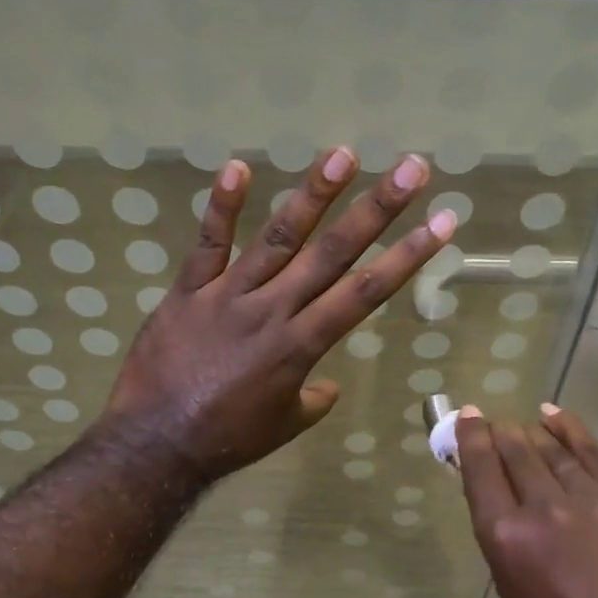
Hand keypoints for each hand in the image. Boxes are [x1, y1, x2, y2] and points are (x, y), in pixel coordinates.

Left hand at [100, 147, 454, 481]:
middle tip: (410, 168)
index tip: (441, 223)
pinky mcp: (188, 290)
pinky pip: (207, 244)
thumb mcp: (284, 426)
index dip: (406, 256)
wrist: (156, 443)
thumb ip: (312, 401)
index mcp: (302, 345)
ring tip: (342, 154)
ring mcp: (229, 295)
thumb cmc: (228, 439)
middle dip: (377, 209)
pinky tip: (238, 167)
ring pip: (278, 237)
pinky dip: (221, 207)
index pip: (365, 292)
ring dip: (313, 194)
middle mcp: (274, 310)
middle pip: (333, 253)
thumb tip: (328, 387)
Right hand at [455, 404, 597, 597]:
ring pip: (551, 447)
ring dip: (530, 431)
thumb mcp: (512, 587)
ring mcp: (588, 496)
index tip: (467, 417)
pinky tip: (553, 415)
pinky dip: (569, 428)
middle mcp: (542, 506)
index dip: (471, 438)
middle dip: (499, 432)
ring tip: (520, 423)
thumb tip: (494, 494)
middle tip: (491, 423)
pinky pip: (589, 451)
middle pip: (515, 451)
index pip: (480, 470)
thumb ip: (501, 535)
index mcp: (506, 536)